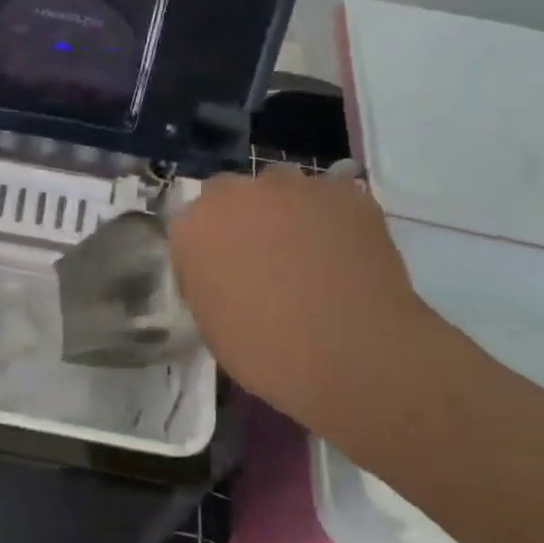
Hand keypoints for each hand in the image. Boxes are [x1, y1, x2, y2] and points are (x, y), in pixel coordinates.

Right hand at [168, 165, 438, 436]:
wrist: (353, 355)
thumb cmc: (266, 352)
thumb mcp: (210, 321)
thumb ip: (206, 277)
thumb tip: (223, 268)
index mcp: (193, 227)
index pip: (190, 222)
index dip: (209, 245)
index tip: (224, 271)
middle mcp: (236, 194)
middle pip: (232, 193)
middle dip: (243, 217)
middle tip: (265, 259)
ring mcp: (293, 187)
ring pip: (282, 187)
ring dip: (287, 210)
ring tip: (310, 253)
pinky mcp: (345, 192)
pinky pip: (331, 197)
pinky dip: (333, 218)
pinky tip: (346, 252)